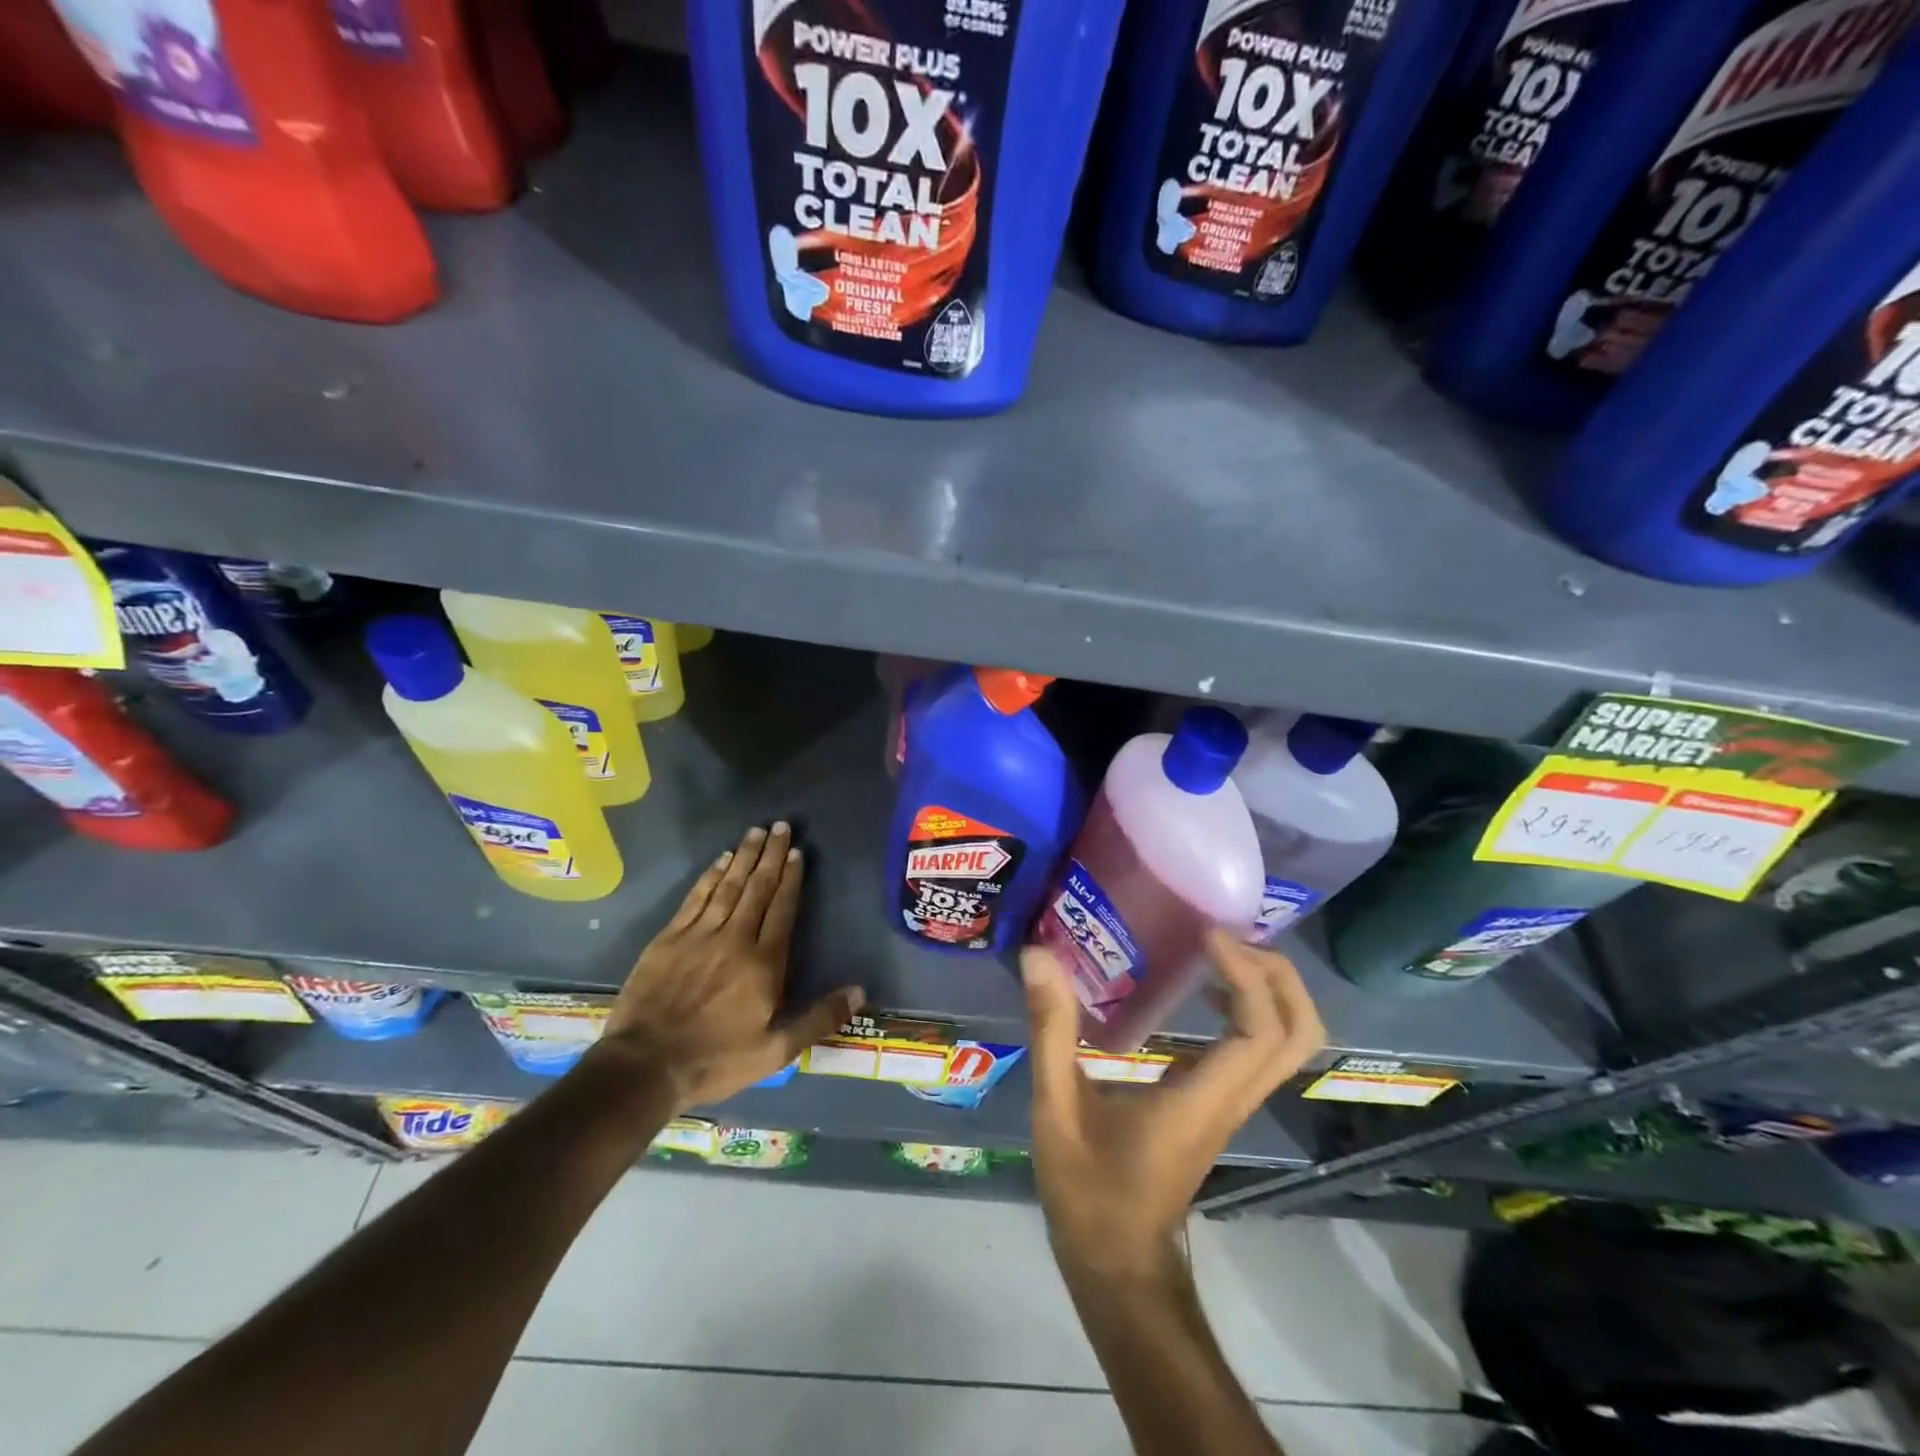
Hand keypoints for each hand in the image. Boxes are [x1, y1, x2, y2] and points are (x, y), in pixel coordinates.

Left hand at [597, 822, 862, 1111]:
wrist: (644, 1066)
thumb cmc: (716, 1059)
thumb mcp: (776, 1051)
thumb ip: (818, 1018)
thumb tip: (860, 991)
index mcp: (764, 963)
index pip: (782, 909)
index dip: (791, 878)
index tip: (797, 852)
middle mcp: (735, 939)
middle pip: (757, 888)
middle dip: (771, 855)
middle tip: (781, 826)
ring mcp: (699, 935)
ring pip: (728, 886)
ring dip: (744, 857)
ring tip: (756, 832)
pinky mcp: (669, 939)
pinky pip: (695, 898)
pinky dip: (710, 876)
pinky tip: (720, 860)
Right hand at [1021, 931, 1325, 1274]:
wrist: (1119, 1266)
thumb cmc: (1088, 1194)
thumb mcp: (1056, 1109)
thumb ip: (1050, 1031)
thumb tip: (1039, 957)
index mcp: (1203, 1101)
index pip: (1260, 1032)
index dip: (1246, 975)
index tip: (1206, 935)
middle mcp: (1233, 1100)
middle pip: (1300, 1034)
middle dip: (1278, 975)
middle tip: (1225, 936)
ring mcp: (1233, 1106)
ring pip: (1289, 1044)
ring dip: (1268, 989)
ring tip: (1216, 950)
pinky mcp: (1221, 1107)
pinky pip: (1260, 1050)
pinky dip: (1248, 1007)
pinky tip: (1198, 988)